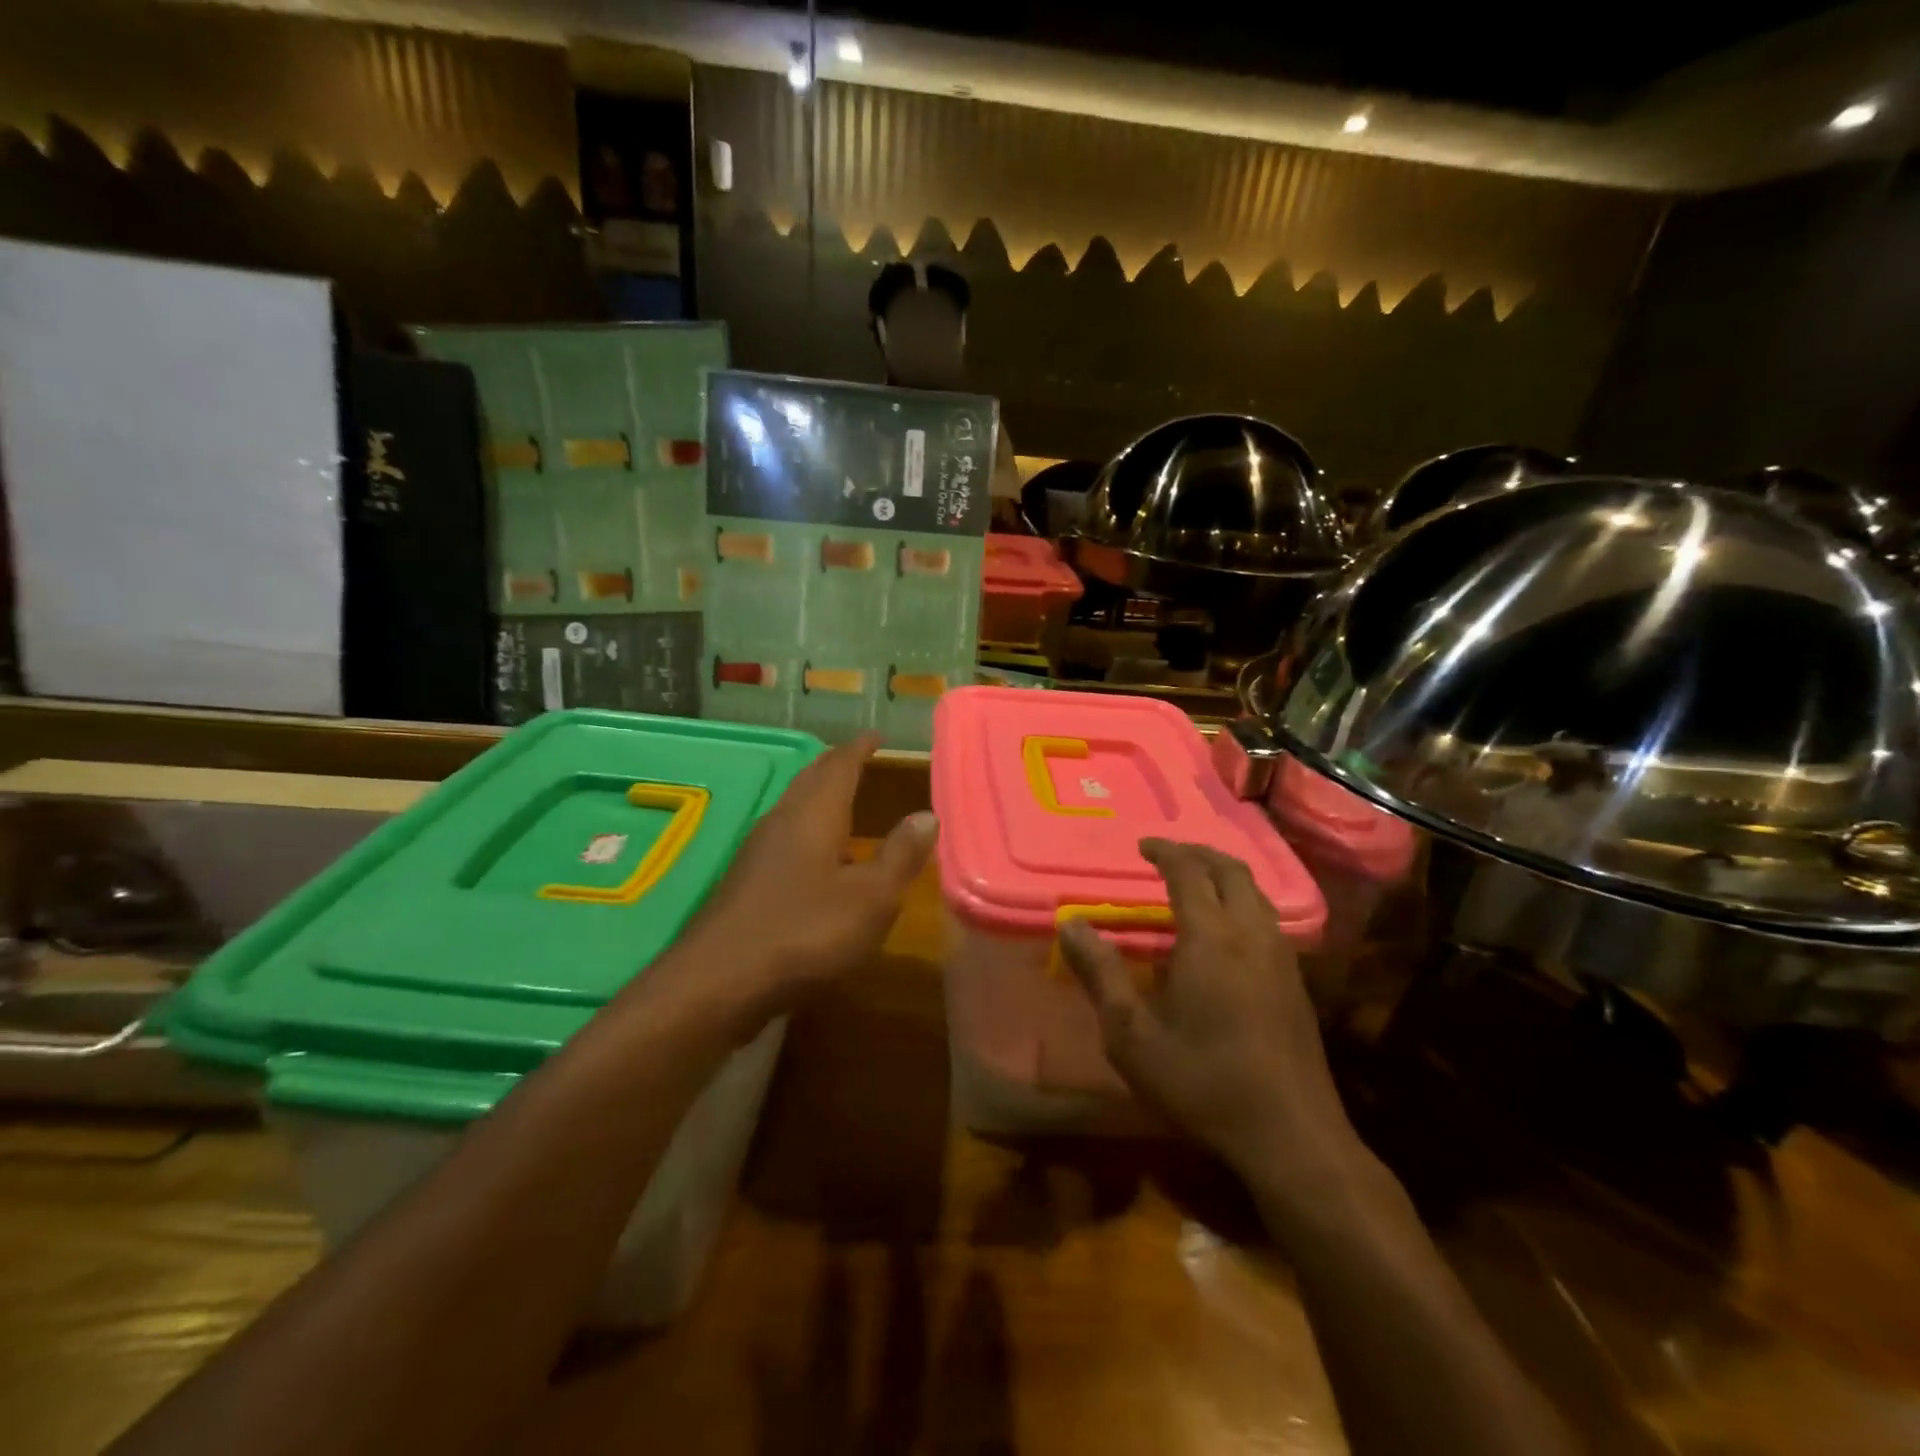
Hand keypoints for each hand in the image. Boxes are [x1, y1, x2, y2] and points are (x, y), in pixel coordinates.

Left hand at [678, 734, 936, 1015]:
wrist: (719, 982)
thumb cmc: (805, 932)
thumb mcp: (871, 898)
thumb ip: (900, 855)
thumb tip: (927, 815)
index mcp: (814, 815)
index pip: (840, 766)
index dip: (859, 749)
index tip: (875, 735)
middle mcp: (782, 822)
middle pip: (810, 780)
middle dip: (835, 764)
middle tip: (857, 756)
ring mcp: (757, 851)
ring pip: (793, 807)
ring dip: (817, 795)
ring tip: (841, 797)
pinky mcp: (745, 881)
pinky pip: (783, 836)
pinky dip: (806, 827)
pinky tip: (815, 855)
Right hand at [1058, 839, 1365, 1192]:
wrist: (1290, 1137)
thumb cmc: (1201, 1081)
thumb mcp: (1131, 1034)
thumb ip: (1100, 973)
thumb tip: (1070, 924)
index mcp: (1211, 938)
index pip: (1189, 872)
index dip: (1166, 851)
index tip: (1143, 846)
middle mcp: (1251, 935)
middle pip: (1232, 871)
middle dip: (1199, 853)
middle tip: (1169, 855)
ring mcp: (1281, 958)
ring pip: (1257, 894)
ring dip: (1225, 875)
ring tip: (1197, 883)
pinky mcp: (1296, 983)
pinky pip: (1268, 919)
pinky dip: (1243, 902)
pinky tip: (1227, 932)